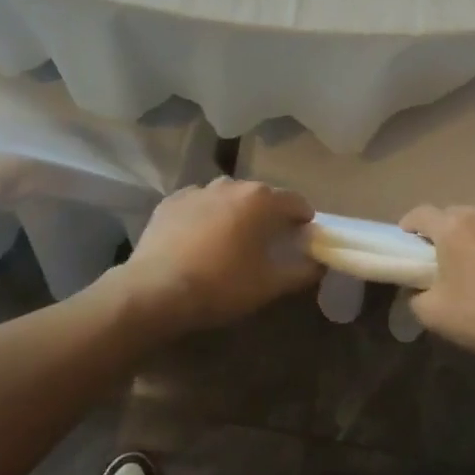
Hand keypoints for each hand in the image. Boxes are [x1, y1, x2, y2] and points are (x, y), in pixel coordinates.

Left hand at [120, 178, 321, 331]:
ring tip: (230, 240)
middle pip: (260, 196)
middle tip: (267, 243)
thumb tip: (318, 263)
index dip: (303, 219)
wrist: (156, 290)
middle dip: (268, 215)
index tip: (303, 238)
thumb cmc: (221, 285)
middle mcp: (231, 185)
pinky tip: (199, 240)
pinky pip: (198, 204)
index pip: (295, 202)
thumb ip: (301, 271)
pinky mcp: (171, 201)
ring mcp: (197, 190)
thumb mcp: (268, 285)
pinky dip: (205, 216)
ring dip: (235, 213)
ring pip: (227, 197)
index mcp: (260, 200)